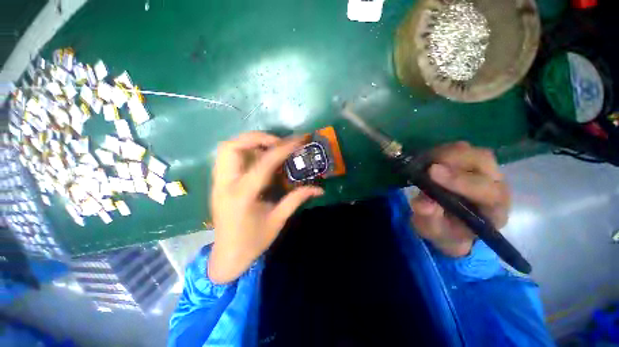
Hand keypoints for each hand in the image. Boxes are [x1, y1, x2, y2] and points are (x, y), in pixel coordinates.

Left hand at [208, 132, 323, 283]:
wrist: (227, 256)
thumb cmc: (253, 242)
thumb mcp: (278, 220)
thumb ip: (297, 199)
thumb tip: (319, 189)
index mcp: (243, 195)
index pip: (264, 163)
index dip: (283, 148)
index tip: (298, 140)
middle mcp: (225, 184)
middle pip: (233, 146)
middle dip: (257, 138)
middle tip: (278, 142)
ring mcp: (218, 183)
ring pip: (226, 149)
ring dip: (249, 142)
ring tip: (269, 148)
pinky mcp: (218, 184)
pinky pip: (227, 158)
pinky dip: (244, 151)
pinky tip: (258, 159)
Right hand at [409, 142, 510, 256]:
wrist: (450, 225)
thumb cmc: (446, 231)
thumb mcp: (435, 232)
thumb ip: (431, 220)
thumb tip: (423, 204)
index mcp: (494, 208)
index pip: (486, 190)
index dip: (460, 180)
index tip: (431, 173)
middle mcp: (494, 184)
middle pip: (482, 160)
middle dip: (452, 159)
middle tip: (425, 166)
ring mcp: (482, 170)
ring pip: (468, 150)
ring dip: (442, 153)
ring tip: (422, 164)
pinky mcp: (466, 162)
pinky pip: (454, 149)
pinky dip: (437, 151)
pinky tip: (424, 161)